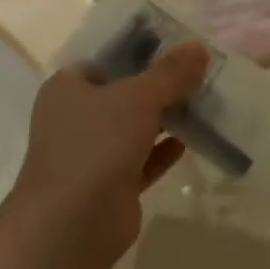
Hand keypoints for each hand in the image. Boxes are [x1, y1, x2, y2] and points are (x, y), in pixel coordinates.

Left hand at [6, 43, 209, 265]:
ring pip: (133, 130)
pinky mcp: (110, 186)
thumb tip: (199, 47)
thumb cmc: (97, 143)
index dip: (136, 54)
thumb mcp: (138, 97)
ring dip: (164, 120)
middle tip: (197, 76)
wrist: (74, 221)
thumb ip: (170, 73)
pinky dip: (162, 152)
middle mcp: (74, 119)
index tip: (174, 50)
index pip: (103, 62)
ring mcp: (91, 155)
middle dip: (158, 88)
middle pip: (122, 96)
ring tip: (202, 105)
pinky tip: (189, 141)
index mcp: (67, 89)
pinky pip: (141, 161)